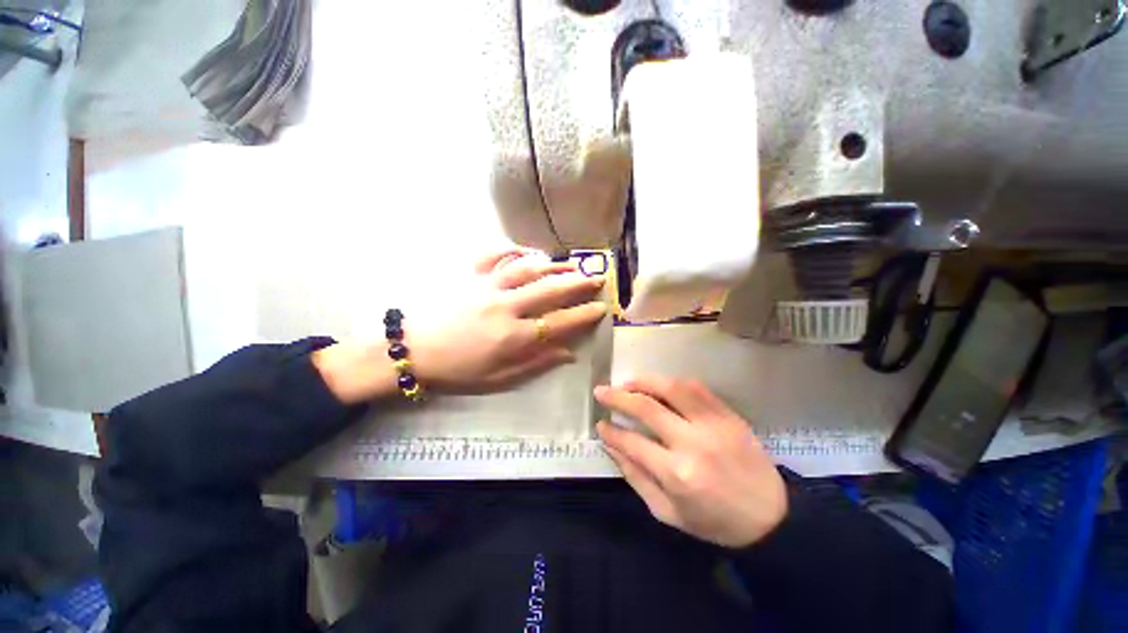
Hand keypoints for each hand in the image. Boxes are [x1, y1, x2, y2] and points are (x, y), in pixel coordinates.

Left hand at [408, 250, 607, 392]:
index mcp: (513, 336)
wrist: (412, 348)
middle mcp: (506, 306)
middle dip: (578, 283)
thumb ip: (535, 364)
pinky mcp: (470, 274)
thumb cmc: (456, 369)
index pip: (560, 322)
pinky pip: (496, 255)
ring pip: (529, 269)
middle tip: (597, 278)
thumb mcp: (498, 378)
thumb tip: (568, 354)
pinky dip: (514, 249)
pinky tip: (527, 251)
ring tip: (573, 264)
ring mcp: (488, 286)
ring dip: (555, 265)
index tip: (602, 307)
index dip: (584, 314)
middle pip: (550, 289)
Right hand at [594, 377, 787, 547]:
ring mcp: (713, 424)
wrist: (771, 517)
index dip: (611, 432)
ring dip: (644, 381)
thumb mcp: (668, 513)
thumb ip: (637, 478)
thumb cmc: (715, 521)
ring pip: (672, 388)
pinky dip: (672, 382)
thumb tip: (612, 447)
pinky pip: (696, 388)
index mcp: (677, 474)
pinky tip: (659, 385)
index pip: (632, 442)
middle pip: (647, 408)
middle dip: (617, 396)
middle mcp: (692, 443)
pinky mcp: (728, 415)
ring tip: (627, 382)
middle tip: (601, 391)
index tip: (600, 424)